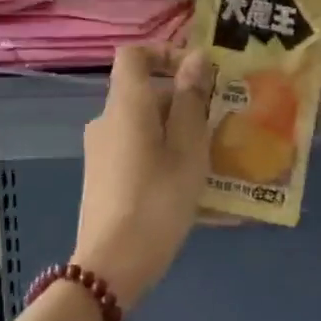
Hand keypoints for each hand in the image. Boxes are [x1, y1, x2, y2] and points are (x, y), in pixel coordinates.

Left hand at [74, 44, 211, 308]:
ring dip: (177, 131)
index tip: (197, 74)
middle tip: (219, 123)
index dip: (165, 53)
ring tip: (211, 157)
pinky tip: (190, 185)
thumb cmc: (157, 199)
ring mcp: (101, 150)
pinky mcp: (103, 177)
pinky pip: (138, 149)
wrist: (111, 266)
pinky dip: (163, 154)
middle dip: (183, 100)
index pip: (134, 54)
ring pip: (145, 123)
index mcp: (126, 104)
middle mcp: (107, 119)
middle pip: (145, 91)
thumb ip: (192, 99)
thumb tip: (197, 57)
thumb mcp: (188, 148)